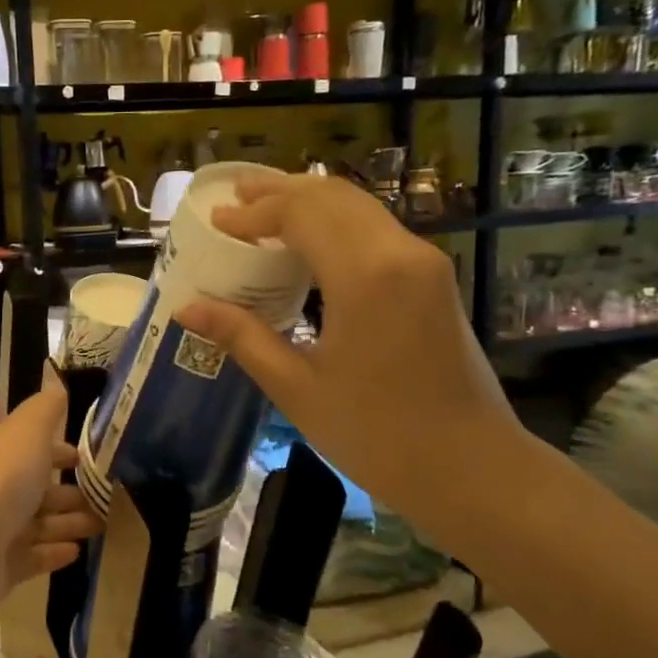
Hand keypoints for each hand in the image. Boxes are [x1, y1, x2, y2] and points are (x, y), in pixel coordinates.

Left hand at [0, 370, 101, 617]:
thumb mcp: (26, 431)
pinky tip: (78, 551)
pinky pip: (33, 555)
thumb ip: (45, 409)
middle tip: (109, 495)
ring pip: (39, 521)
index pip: (30, 444)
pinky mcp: (0, 565)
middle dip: (70, 488)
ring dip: (70, 520)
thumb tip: (56, 385)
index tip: (92, 458)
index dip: (60, 449)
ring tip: (104, 524)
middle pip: (37, 485)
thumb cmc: (0, 481)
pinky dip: (54, 552)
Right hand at [174, 171, 512, 519]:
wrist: (471, 467)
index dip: (253, 212)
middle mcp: (399, 252)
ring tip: (263, 205)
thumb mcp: (296, 387)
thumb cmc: (376, 434)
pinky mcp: (432, 277)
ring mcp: (423, 261)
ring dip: (308, 200)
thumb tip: (187, 307)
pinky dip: (334, 221)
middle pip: (331, 196)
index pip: (300, 214)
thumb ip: (242, 336)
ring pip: (358, 206)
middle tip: (234, 194)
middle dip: (279, 190)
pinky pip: (375, 228)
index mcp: (364, 276)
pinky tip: (306, 240)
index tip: (215, 220)